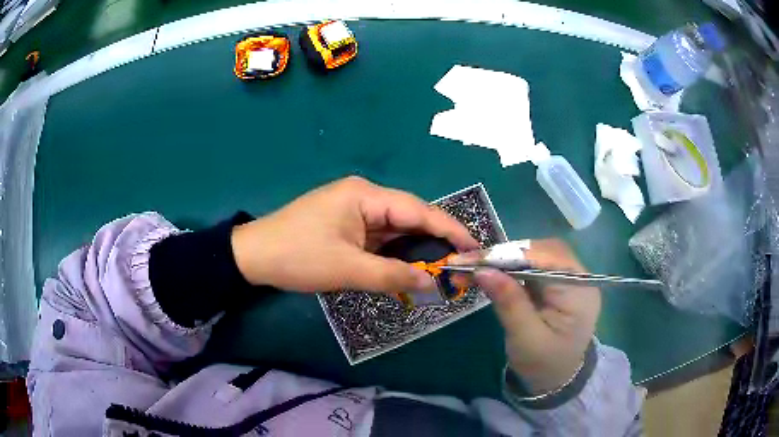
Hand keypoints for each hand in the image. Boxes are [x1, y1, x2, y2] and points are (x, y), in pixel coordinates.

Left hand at [231, 176, 479, 293]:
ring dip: (415, 248)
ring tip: (443, 268)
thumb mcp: (347, 269)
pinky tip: (410, 267)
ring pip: (395, 228)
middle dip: (435, 240)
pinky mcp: (346, 224)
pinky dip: (395, 252)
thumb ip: (392, 275)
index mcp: (365, 196)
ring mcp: (354, 210)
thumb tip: (431, 283)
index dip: (449, 229)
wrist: (253, 256)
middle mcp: (364, 196)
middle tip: (462, 262)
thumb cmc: (298, 257)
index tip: (474, 246)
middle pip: (409, 217)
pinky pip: (379, 237)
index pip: (418, 210)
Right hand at [457, 239, 600, 393]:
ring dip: (504, 259)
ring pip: (535, 254)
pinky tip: (490, 272)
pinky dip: (509, 267)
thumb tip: (482, 270)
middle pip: (541, 251)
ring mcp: (568, 277)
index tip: (473, 260)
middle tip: (469, 263)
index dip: (509, 255)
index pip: (546, 259)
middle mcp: (578, 276)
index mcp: (580, 290)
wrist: (557, 379)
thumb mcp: (525, 338)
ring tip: (474, 267)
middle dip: (505, 255)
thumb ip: (508, 302)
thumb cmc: (544, 364)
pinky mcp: (556, 282)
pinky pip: (532, 265)